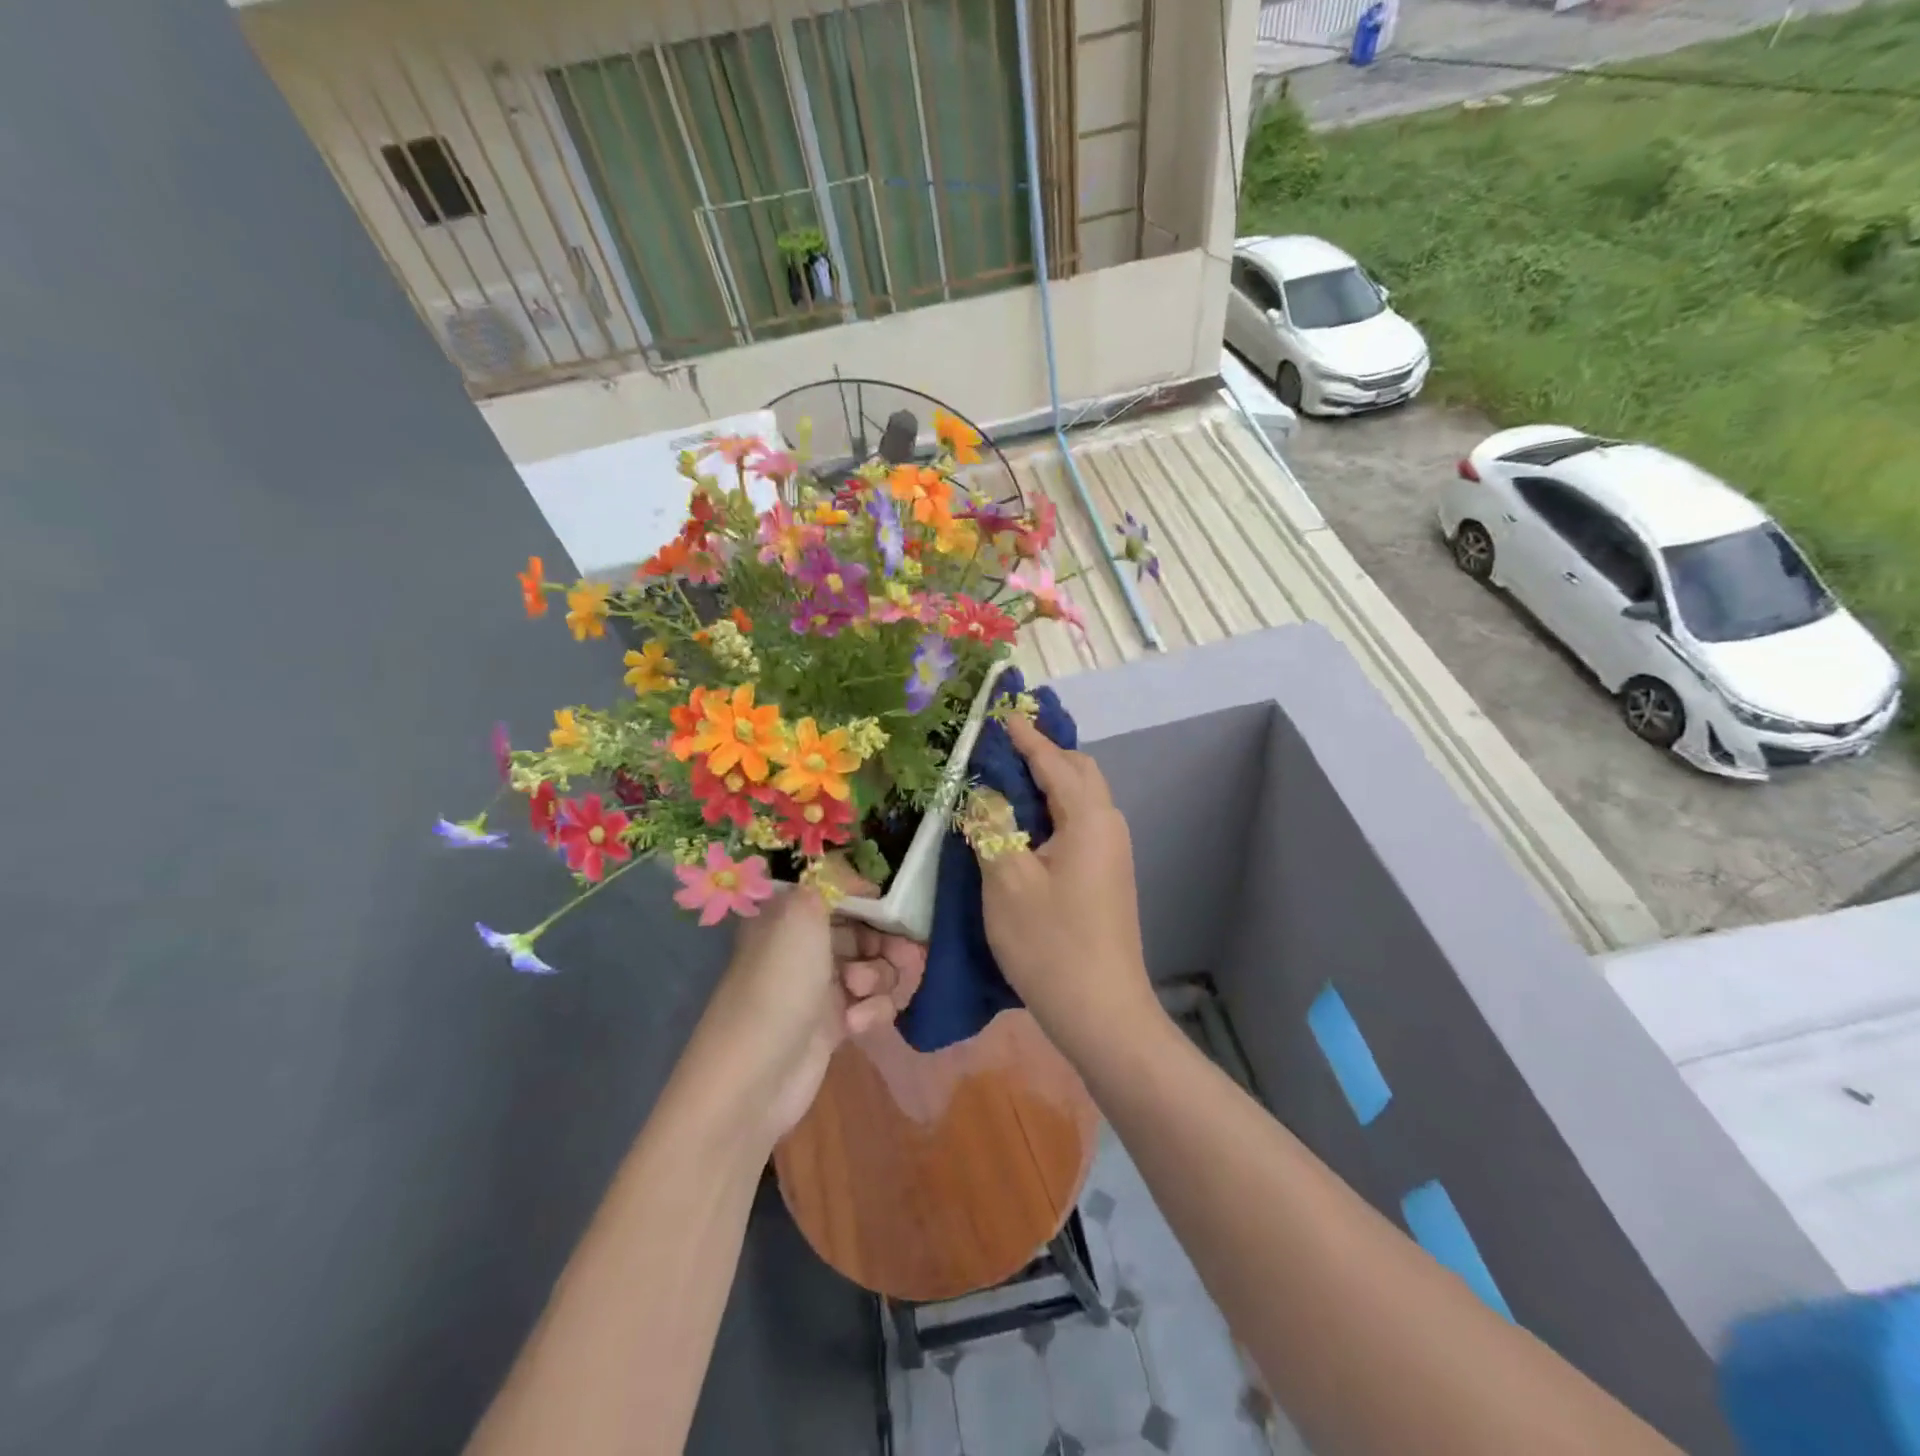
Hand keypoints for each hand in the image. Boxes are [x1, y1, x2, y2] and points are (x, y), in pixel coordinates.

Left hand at [691, 879, 925, 1146]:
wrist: (755, 1076)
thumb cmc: (779, 983)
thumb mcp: (801, 913)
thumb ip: (832, 880)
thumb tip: (857, 875)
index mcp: (792, 914)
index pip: (843, 892)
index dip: (873, 898)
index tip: (897, 907)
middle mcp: (806, 945)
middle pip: (867, 929)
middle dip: (889, 941)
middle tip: (903, 954)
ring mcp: (821, 986)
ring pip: (876, 967)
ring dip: (880, 977)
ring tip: (860, 992)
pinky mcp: (835, 1024)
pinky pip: (872, 1004)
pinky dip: (872, 1012)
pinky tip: (855, 1026)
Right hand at [977, 716, 1157, 1055]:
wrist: (1102, 1011)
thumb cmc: (1049, 944)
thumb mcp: (1006, 880)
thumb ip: (991, 826)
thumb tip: (981, 791)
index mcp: (1087, 817)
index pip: (1054, 759)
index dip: (1023, 735)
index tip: (997, 712)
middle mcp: (1108, 825)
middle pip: (1078, 770)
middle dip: (1042, 752)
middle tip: (999, 748)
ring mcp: (1112, 851)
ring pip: (1081, 797)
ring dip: (1048, 781)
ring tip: (1006, 781)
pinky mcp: (1108, 874)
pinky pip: (1080, 822)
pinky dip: (1054, 809)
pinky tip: (1024, 825)